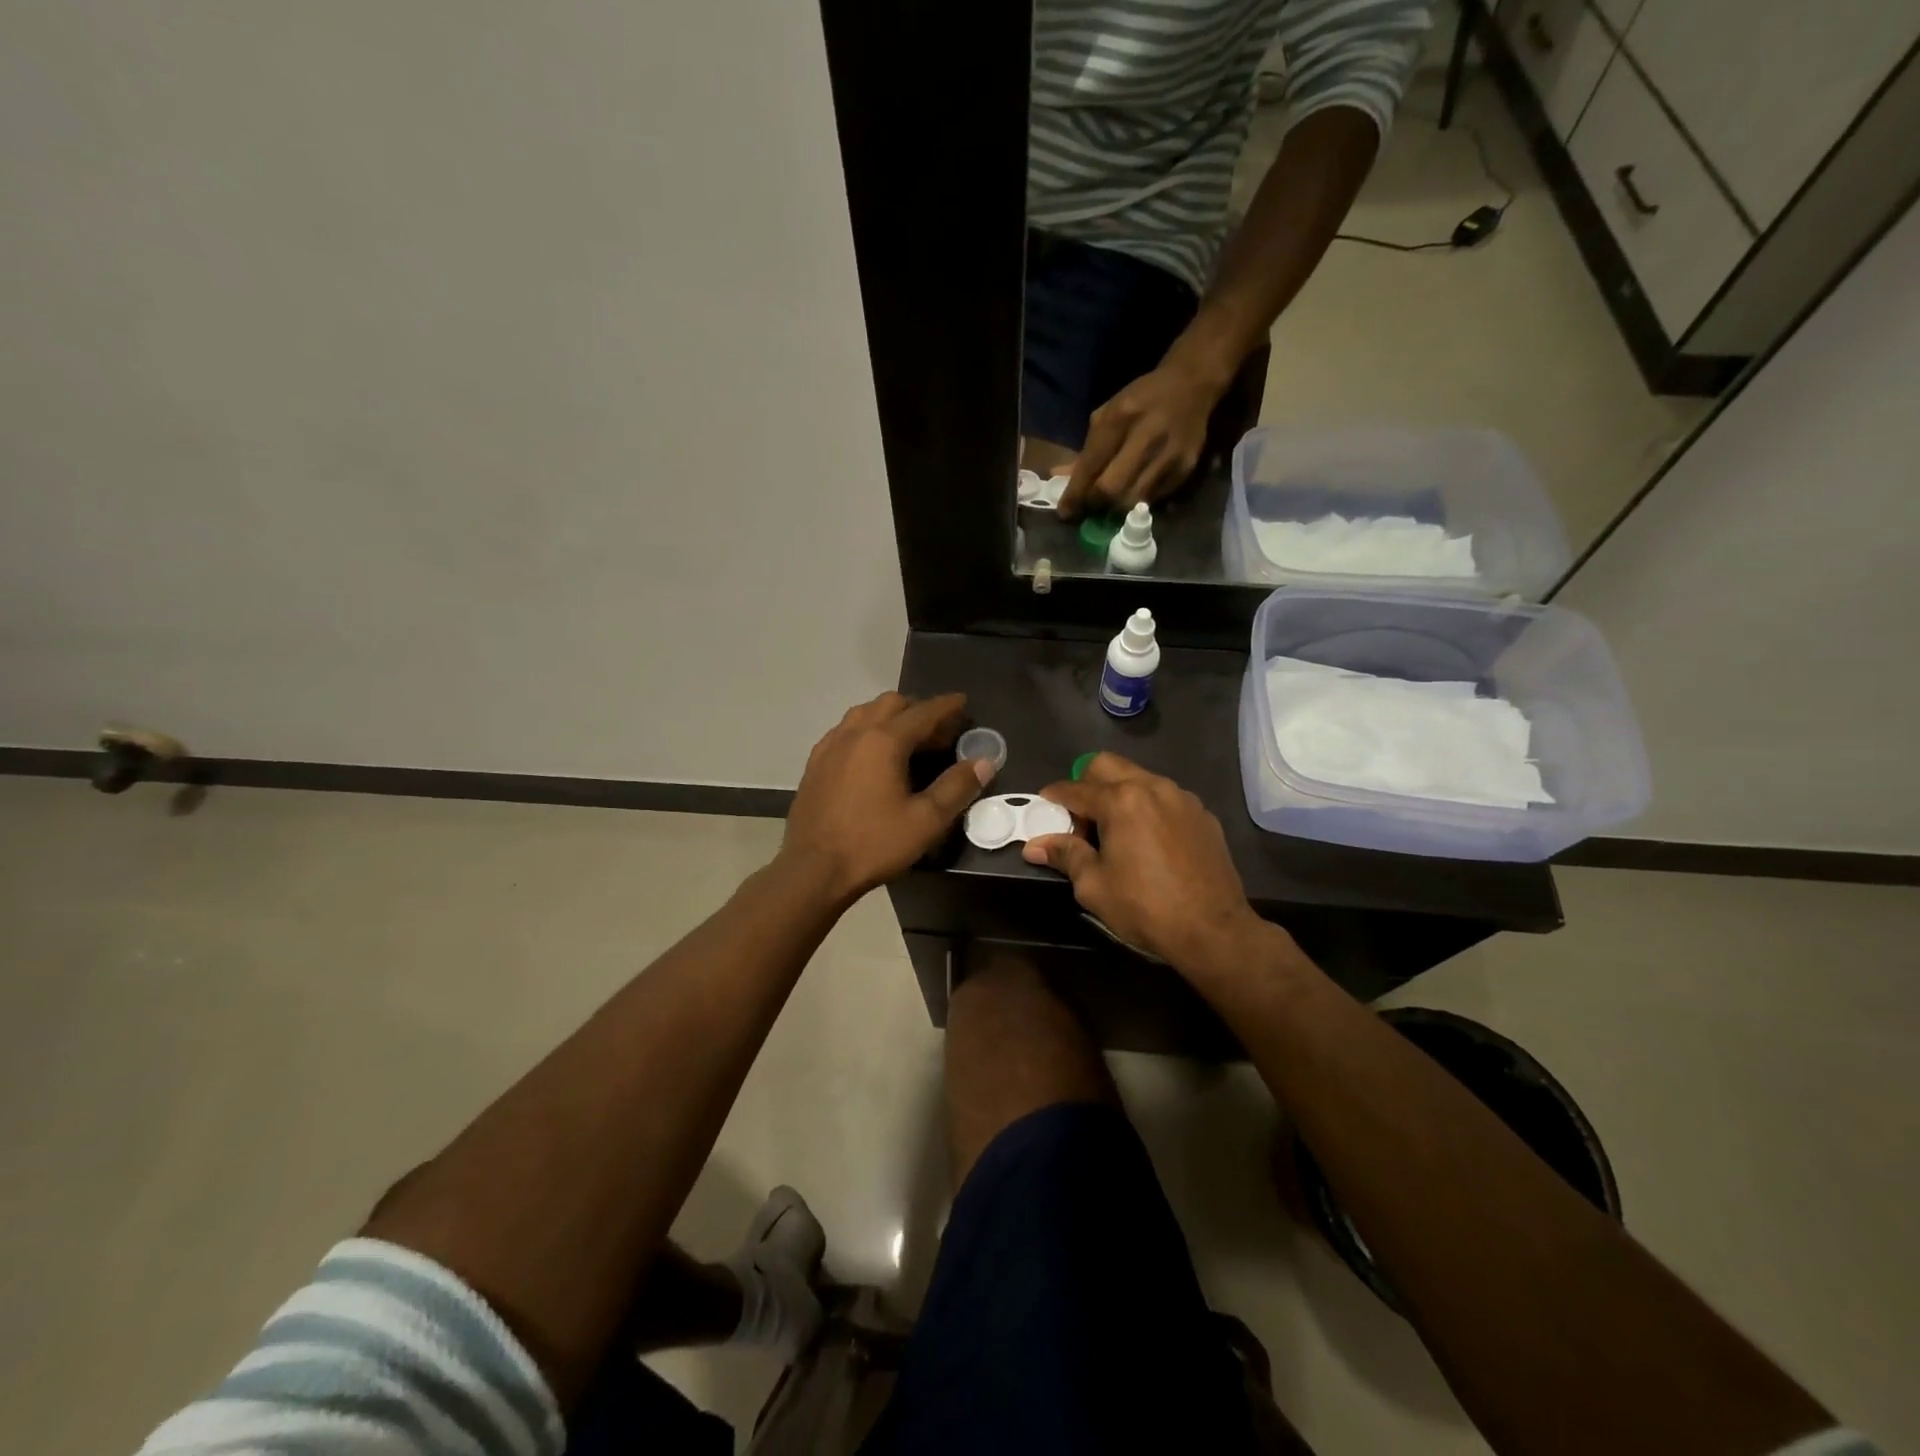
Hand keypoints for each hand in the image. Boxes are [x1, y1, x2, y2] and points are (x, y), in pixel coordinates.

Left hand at [781, 692, 994, 902]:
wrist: (813, 870)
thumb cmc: (873, 844)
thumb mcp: (926, 821)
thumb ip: (957, 787)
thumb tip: (984, 761)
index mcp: (884, 740)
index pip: (923, 712)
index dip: (947, 706)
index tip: (963, 702)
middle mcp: (855, 733)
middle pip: (891, 703)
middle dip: (918, 709)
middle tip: (939, 730)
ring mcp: (830, 746)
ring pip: (864, 713)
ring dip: (890, 716)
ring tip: (908, 737)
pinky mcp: (815, 763)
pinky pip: (845, 731)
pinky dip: (866, 730)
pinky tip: (872, 754)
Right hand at [1021, 753, 1270, 973]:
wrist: (1213, 929)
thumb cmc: (1145, 907)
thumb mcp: (1094, 885)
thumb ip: (1065, 855)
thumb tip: (1034, 846)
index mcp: (1121, 801)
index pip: (1075, 788)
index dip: (1054, 797)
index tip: (1043, 807)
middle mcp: (1152, 787)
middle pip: (1107, 765)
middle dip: (1086, 783)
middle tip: (1079, 816)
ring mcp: (1182, 798)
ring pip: (1139, 778)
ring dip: (1119, 793)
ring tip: (1114, 829)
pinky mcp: (1203, 814)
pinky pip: (1166, 798)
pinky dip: (1148, 807)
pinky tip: (1148, 840)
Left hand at [1056, 361, 1222, 518]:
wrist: (1191, 386)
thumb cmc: (1141, 400)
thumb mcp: (1108, 414)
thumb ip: (1086, 449)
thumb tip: (1061, 479)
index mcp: (1122, 416)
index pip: (1092, 465)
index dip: (1076, 494)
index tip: (1065, 512)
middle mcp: (1148, 436)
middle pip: (1113, 489)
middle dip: (1095, 504)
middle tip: (1087, 509)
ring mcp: (1170, 455)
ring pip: (1133, 500)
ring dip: (1115, 509)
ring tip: (1107, 506)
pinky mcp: (1185, 469)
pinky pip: (1153, 499)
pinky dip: (1137, 502)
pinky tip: (1132, 494)